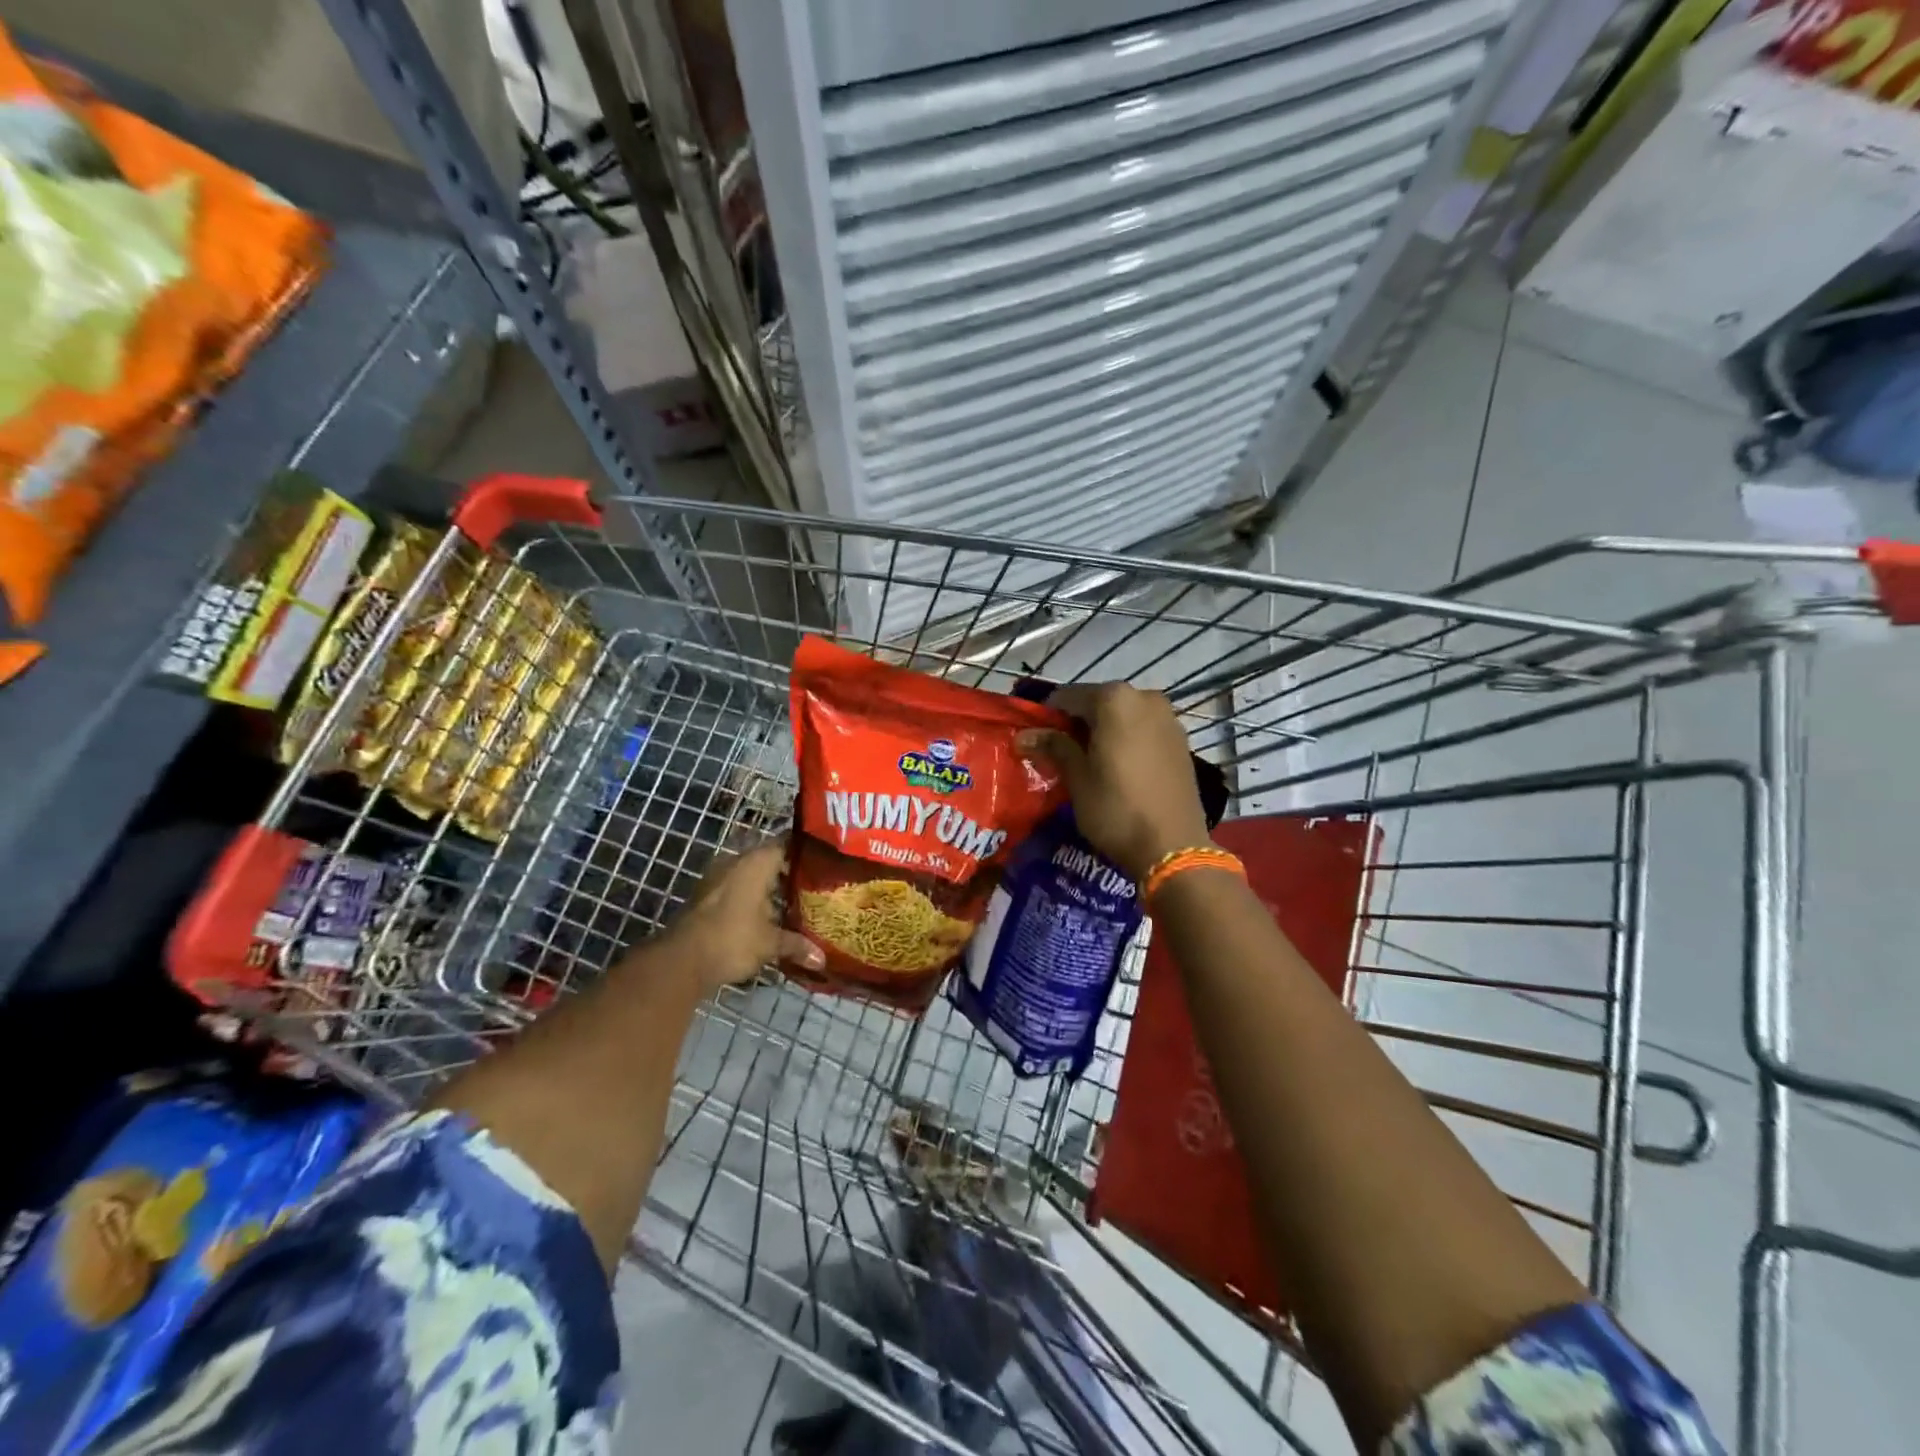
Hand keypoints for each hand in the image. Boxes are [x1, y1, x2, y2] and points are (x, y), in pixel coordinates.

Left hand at [664, 839, 822, 992]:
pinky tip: (765, 917)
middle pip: (768, 859)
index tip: (823, 861)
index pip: (786, 843)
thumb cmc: (733, 939)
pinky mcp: (704, 896)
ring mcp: (716, 878)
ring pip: (750, 875)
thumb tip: (822, 959)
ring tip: (792, 904)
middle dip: (788, 873)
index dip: (805, 851)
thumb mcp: (771, 944)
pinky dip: (750, 899)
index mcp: (756, 862)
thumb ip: (797, 945)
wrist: (681, 960)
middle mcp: (736, 861)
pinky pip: (735, 889)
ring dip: (767, 888)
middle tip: (814, 887)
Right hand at [1017, 683, 1212, 880]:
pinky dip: (1126, 740)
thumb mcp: (1077, 778)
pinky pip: (1143, 730)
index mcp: (1114, 699)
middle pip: (1097, 703)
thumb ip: (1053, 746)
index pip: (1067, 697)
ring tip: (1087, 763)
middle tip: (1059, 754)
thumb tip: (1023, 735)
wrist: (1174, 847)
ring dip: (1102, 732)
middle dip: (1076, 724)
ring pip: (1122, 716)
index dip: (1047, 717)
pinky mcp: (1181, 740)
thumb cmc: (1117, 809)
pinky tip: (1117, 767)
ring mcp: (1168, 718)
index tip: (1035, 740)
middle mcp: (1145, 697)